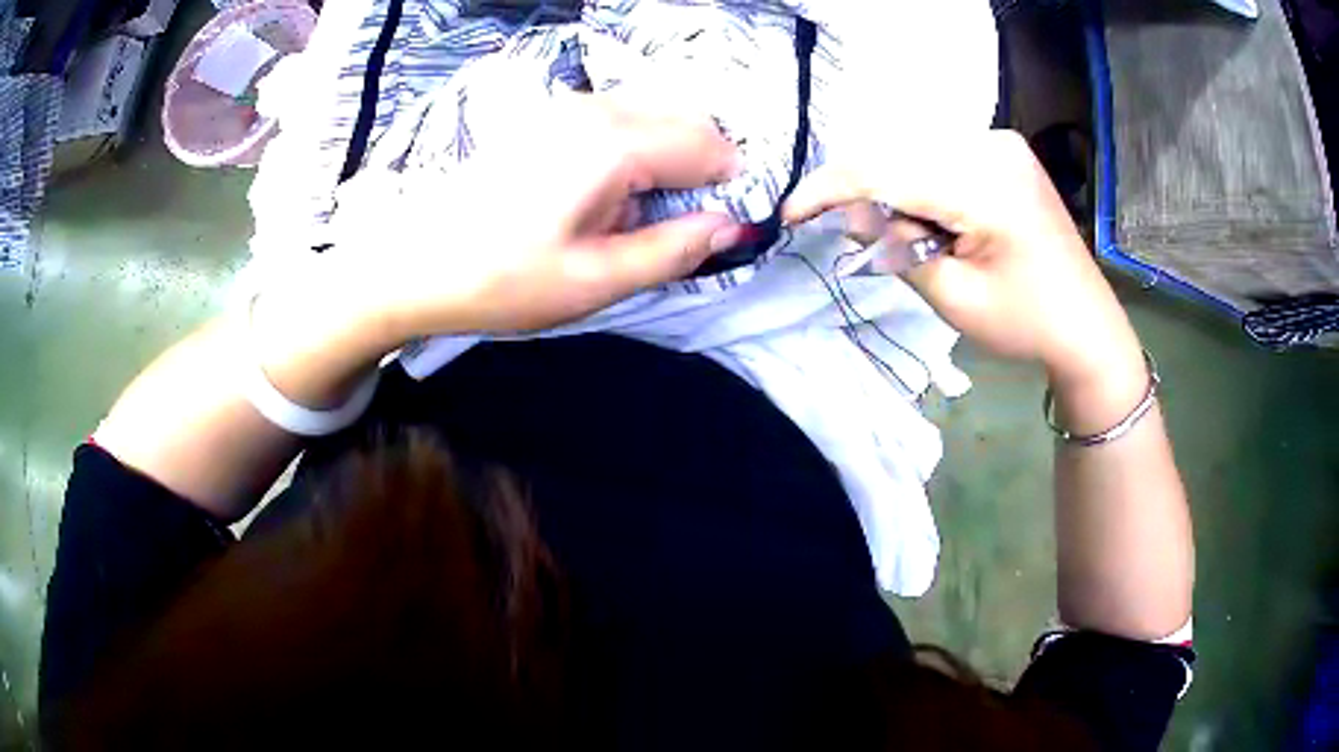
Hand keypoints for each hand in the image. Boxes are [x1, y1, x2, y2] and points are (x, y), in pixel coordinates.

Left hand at [327, 95, 744, 338]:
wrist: (416, 263)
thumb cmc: (502, 279)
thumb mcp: (596, 281)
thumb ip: (674, 250)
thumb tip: (732, 227)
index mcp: (614, 144)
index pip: (711, 147)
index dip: (729, 187)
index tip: (718, 228)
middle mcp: (597, 108)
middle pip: (688, 120)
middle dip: (704, 168)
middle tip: (681, 225)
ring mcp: (569, 106)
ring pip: (656, 114)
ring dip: (670, 158)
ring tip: (638, 213)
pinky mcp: (550, 116)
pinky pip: (621, 118)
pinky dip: (637, 148)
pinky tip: (607, 193)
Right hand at [783, 130, 1142, 389]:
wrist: (1086, 323)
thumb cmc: (1026, 322)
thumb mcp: (954, 298)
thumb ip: (897, 248)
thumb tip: (855, 213)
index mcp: (987, 187)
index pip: (887, 171)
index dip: (831, 188)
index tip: (791, 212)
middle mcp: (992, 145)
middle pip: (898, 153)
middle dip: (866, 193)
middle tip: (864, 239)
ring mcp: (1001, 141)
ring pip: (914, 151)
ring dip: (895, 189)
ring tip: (914, 238)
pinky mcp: (1003, 148)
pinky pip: (939, 154)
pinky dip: (920, 182)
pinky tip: (935, 218)